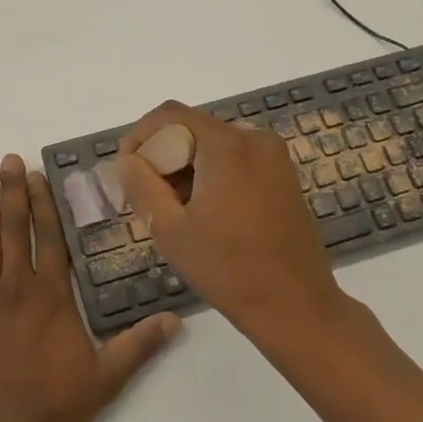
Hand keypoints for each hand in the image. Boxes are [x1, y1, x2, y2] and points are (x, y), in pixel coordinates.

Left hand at [0, 155, 179, 421]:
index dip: (45, 204)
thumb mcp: (106, 379)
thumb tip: (176, 318)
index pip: (50, 239)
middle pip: (17, 230)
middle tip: (9, 160)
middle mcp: (18, 288)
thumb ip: (139, 346)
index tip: (39, 174)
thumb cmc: (52, 408)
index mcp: (52, 297)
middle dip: (15, 192)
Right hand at [117, 103, 345, 343]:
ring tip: (174, 209)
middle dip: (163, 155)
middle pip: (193, 128)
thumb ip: (141, 185)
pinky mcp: (283, 174)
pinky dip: (211, 173)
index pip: (170, 115)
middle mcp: (255, 138)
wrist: (296, 306)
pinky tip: (204, 210)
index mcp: (228, 145)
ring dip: (186, 166)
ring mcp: (274, 156)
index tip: (126, 170)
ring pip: (213, 144)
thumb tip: (127, 160)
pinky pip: (236, 158)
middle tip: (146, 195)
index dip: (140, 136)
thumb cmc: (228, 269)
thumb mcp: (170, 229)